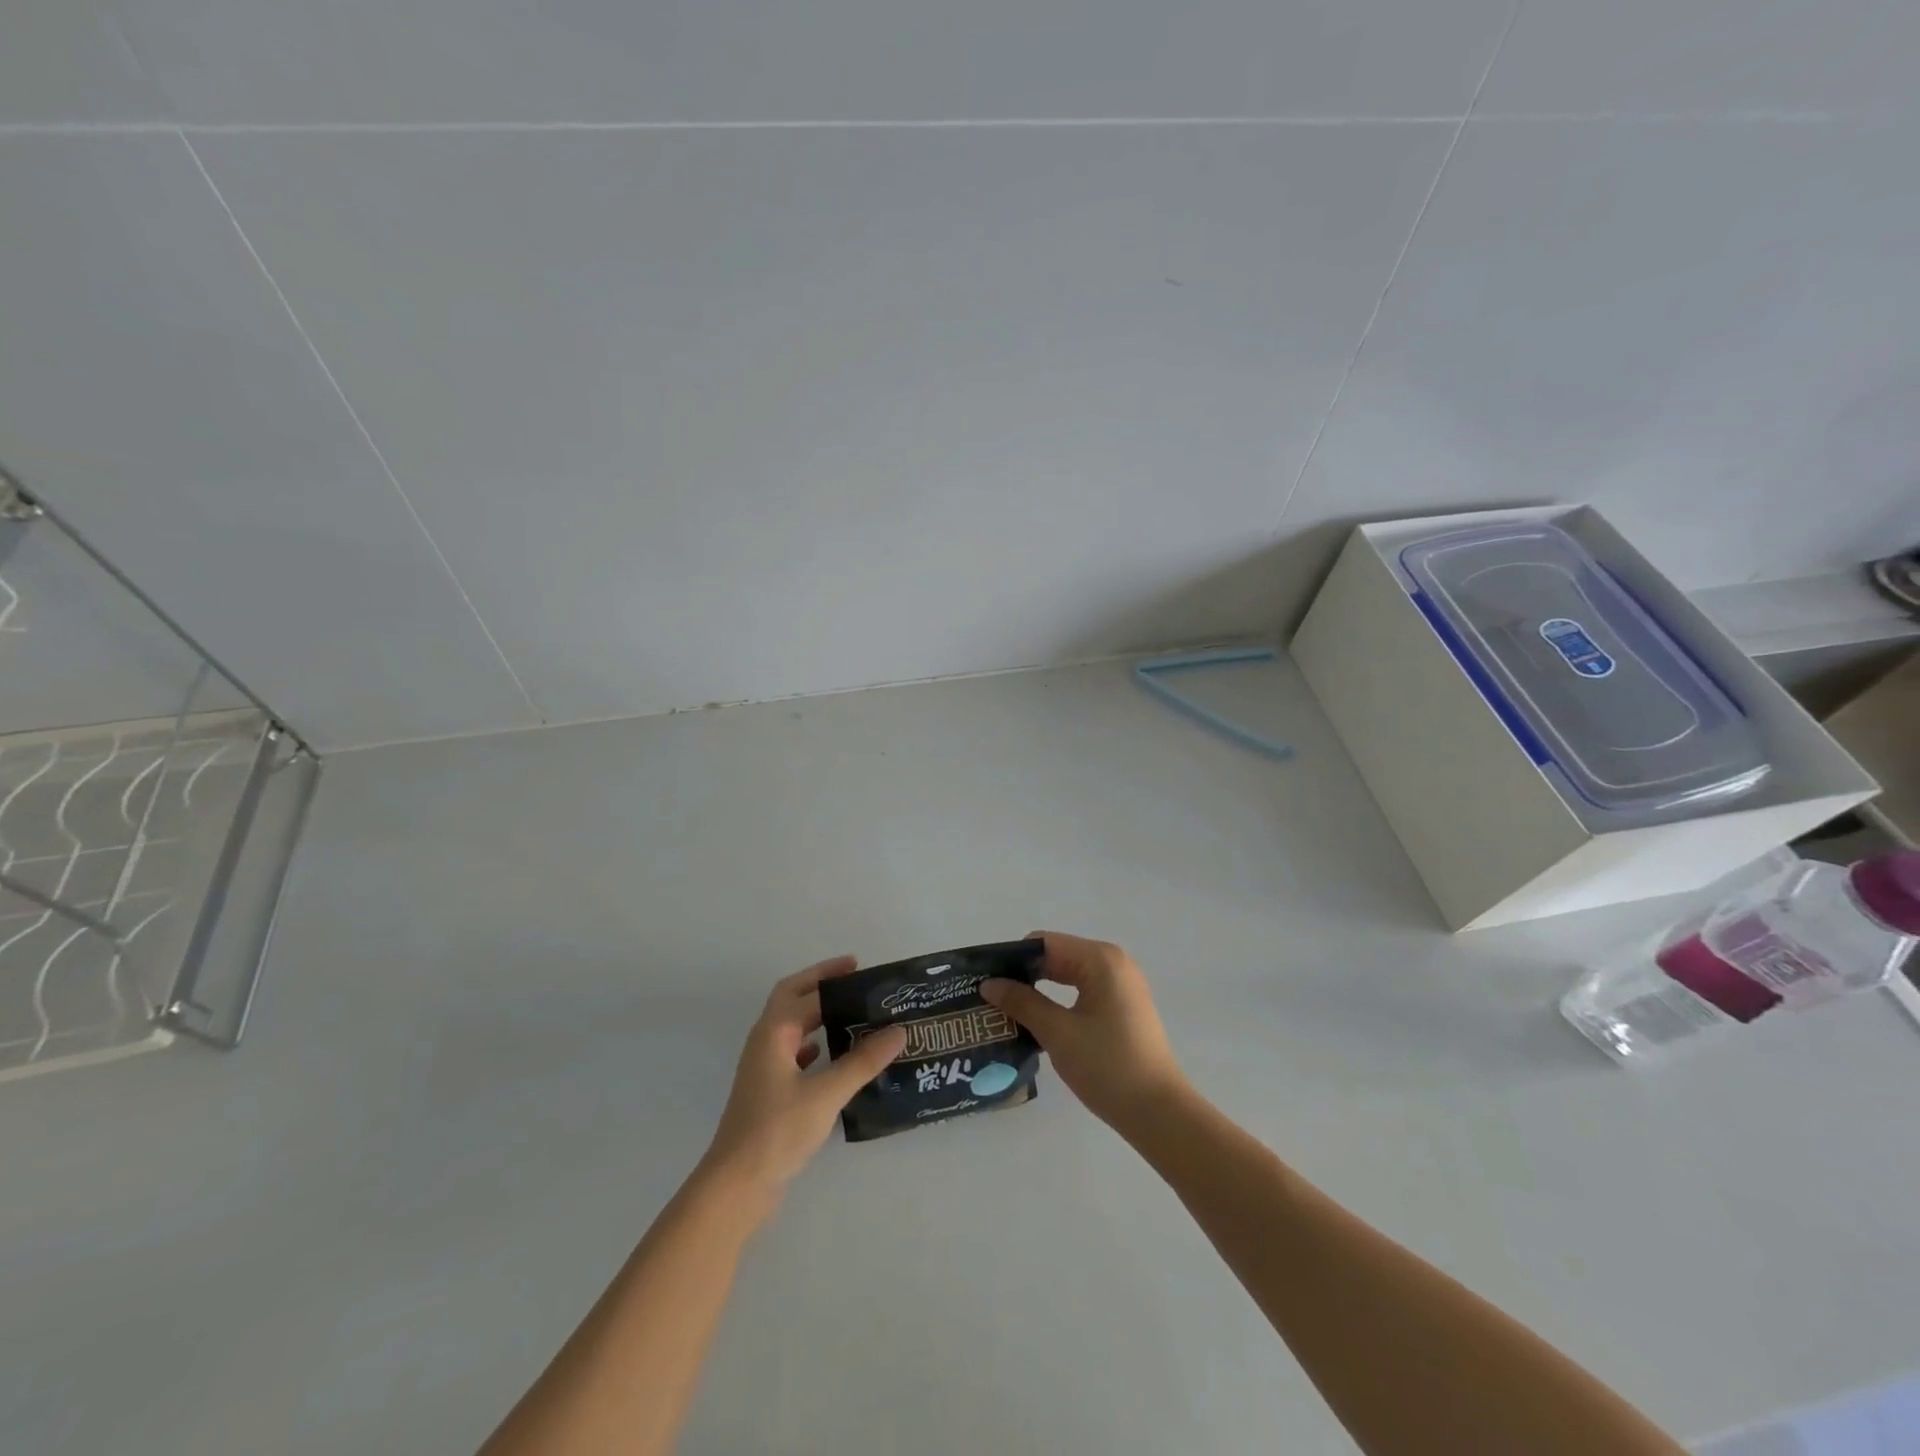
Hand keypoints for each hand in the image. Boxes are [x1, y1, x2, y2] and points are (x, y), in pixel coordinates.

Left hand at [701, 957, 905, 1206]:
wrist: (736, 1186)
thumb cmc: (777, 1131)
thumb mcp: (826, 1094)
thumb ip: (862, 1061)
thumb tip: (898, 1031)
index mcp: (773, 1032)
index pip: (807, 993)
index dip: (833, 978)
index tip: (863, 969)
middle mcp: (765, 1042)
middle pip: (792, 999)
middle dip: (820, 984)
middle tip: (854, 978)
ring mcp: (764, 1068)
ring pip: (792, 1026)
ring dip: (817, 1014)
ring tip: (852, 1013)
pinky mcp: (768, 1092)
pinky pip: (793, 1053)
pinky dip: (813, 1044)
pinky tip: (832, 1055)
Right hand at [981, 932, 1185, 1132]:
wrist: (1158, 1112)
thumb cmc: (1107, 1066)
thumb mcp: (1057, 1032)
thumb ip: (1022, 1002)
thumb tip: (988, 984)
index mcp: (1100, 959)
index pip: (1044, 944)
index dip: (1012, 959)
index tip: (984, 979)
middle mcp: (1113, 962)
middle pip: (1057, 956)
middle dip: (1024, 974)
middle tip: (990, 996)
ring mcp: (1122, 984)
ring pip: (1069, 975)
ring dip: (1040, 989)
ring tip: (1007, 1009)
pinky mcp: (1123, 1006)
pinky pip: (1082, 990)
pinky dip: (1059, 1000)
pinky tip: (1037, 1020)